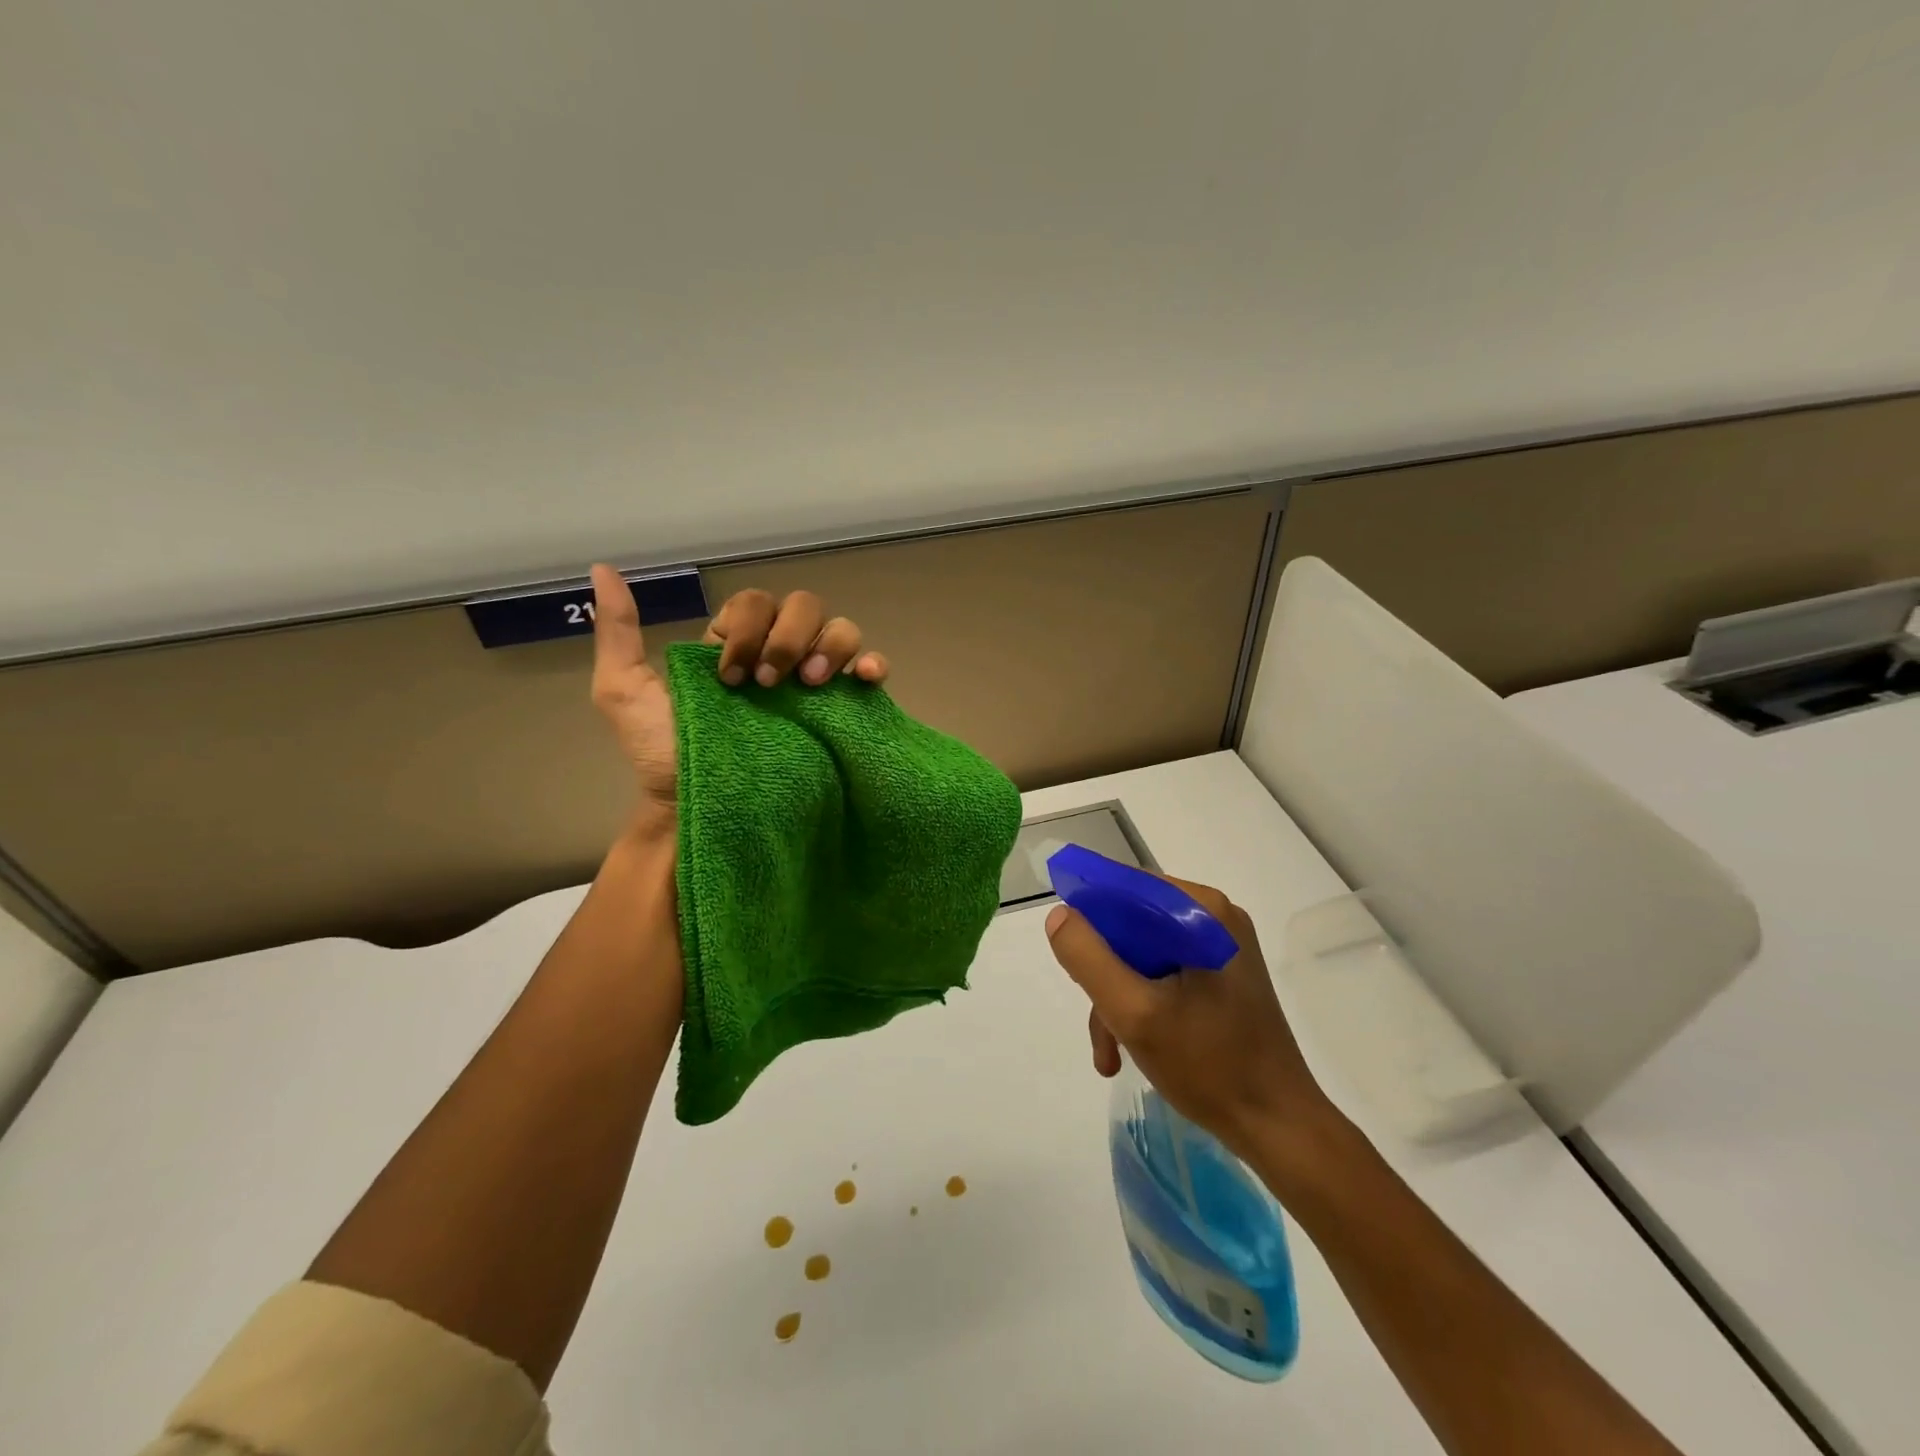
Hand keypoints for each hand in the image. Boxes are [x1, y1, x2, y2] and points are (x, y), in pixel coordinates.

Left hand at [588, 568, 889, 828]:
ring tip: (810, 684)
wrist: (700, 809)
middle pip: (803, 606)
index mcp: (735, 645)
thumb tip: (602, 569)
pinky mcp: (841, 709)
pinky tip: (862, 678)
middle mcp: (779, 655)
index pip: (756, 602)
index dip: (748, 627)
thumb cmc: (664, 757)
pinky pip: (871, 669)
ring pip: (840, 628)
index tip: (729, 677)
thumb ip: (619, 632)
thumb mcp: (625, 692)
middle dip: (787, 637)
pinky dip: (872, 663)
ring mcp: (814, 682)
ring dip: (828, 646)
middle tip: (769, 684)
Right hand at [1044, 876, 1336, 1160]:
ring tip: (1110, 1053)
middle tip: (1097, 1022)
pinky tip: (1131, 1050)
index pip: (1125, 888)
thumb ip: (1089, 958)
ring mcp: (1220, 947)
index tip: (1072, 960)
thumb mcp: (1134, 1012)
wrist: (1279, 1127)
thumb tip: (1060, 916)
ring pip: (1143, 954)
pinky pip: (1163, 973)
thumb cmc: (1210, 1066)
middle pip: (1131, 925)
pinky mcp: (1222, 976)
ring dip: (1118, 999)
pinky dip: (1142, 1005)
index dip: (1089, 918)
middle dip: (1105, 974)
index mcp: (1201, 910)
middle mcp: (1213, 917)